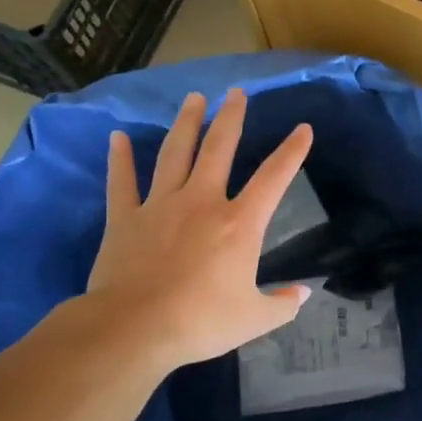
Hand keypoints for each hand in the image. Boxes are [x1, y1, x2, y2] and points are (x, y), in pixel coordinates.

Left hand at [75, 88, 313, 371]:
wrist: (135, 327)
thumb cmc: (201, 321)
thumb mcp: (254, 319)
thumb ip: (281, 305)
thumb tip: (302, 295)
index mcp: (239, 223)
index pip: (274, 178)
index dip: (292, 152)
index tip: (303, 128)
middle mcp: (202, 202)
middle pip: (219, 149)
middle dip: (231, 118)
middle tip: (236, 93)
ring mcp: (160, 205)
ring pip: (175, 154)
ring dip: (186, 124)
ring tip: (194, 99)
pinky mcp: (125, 218)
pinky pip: (122, 182)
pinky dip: (120, 159)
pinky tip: (117, 137)